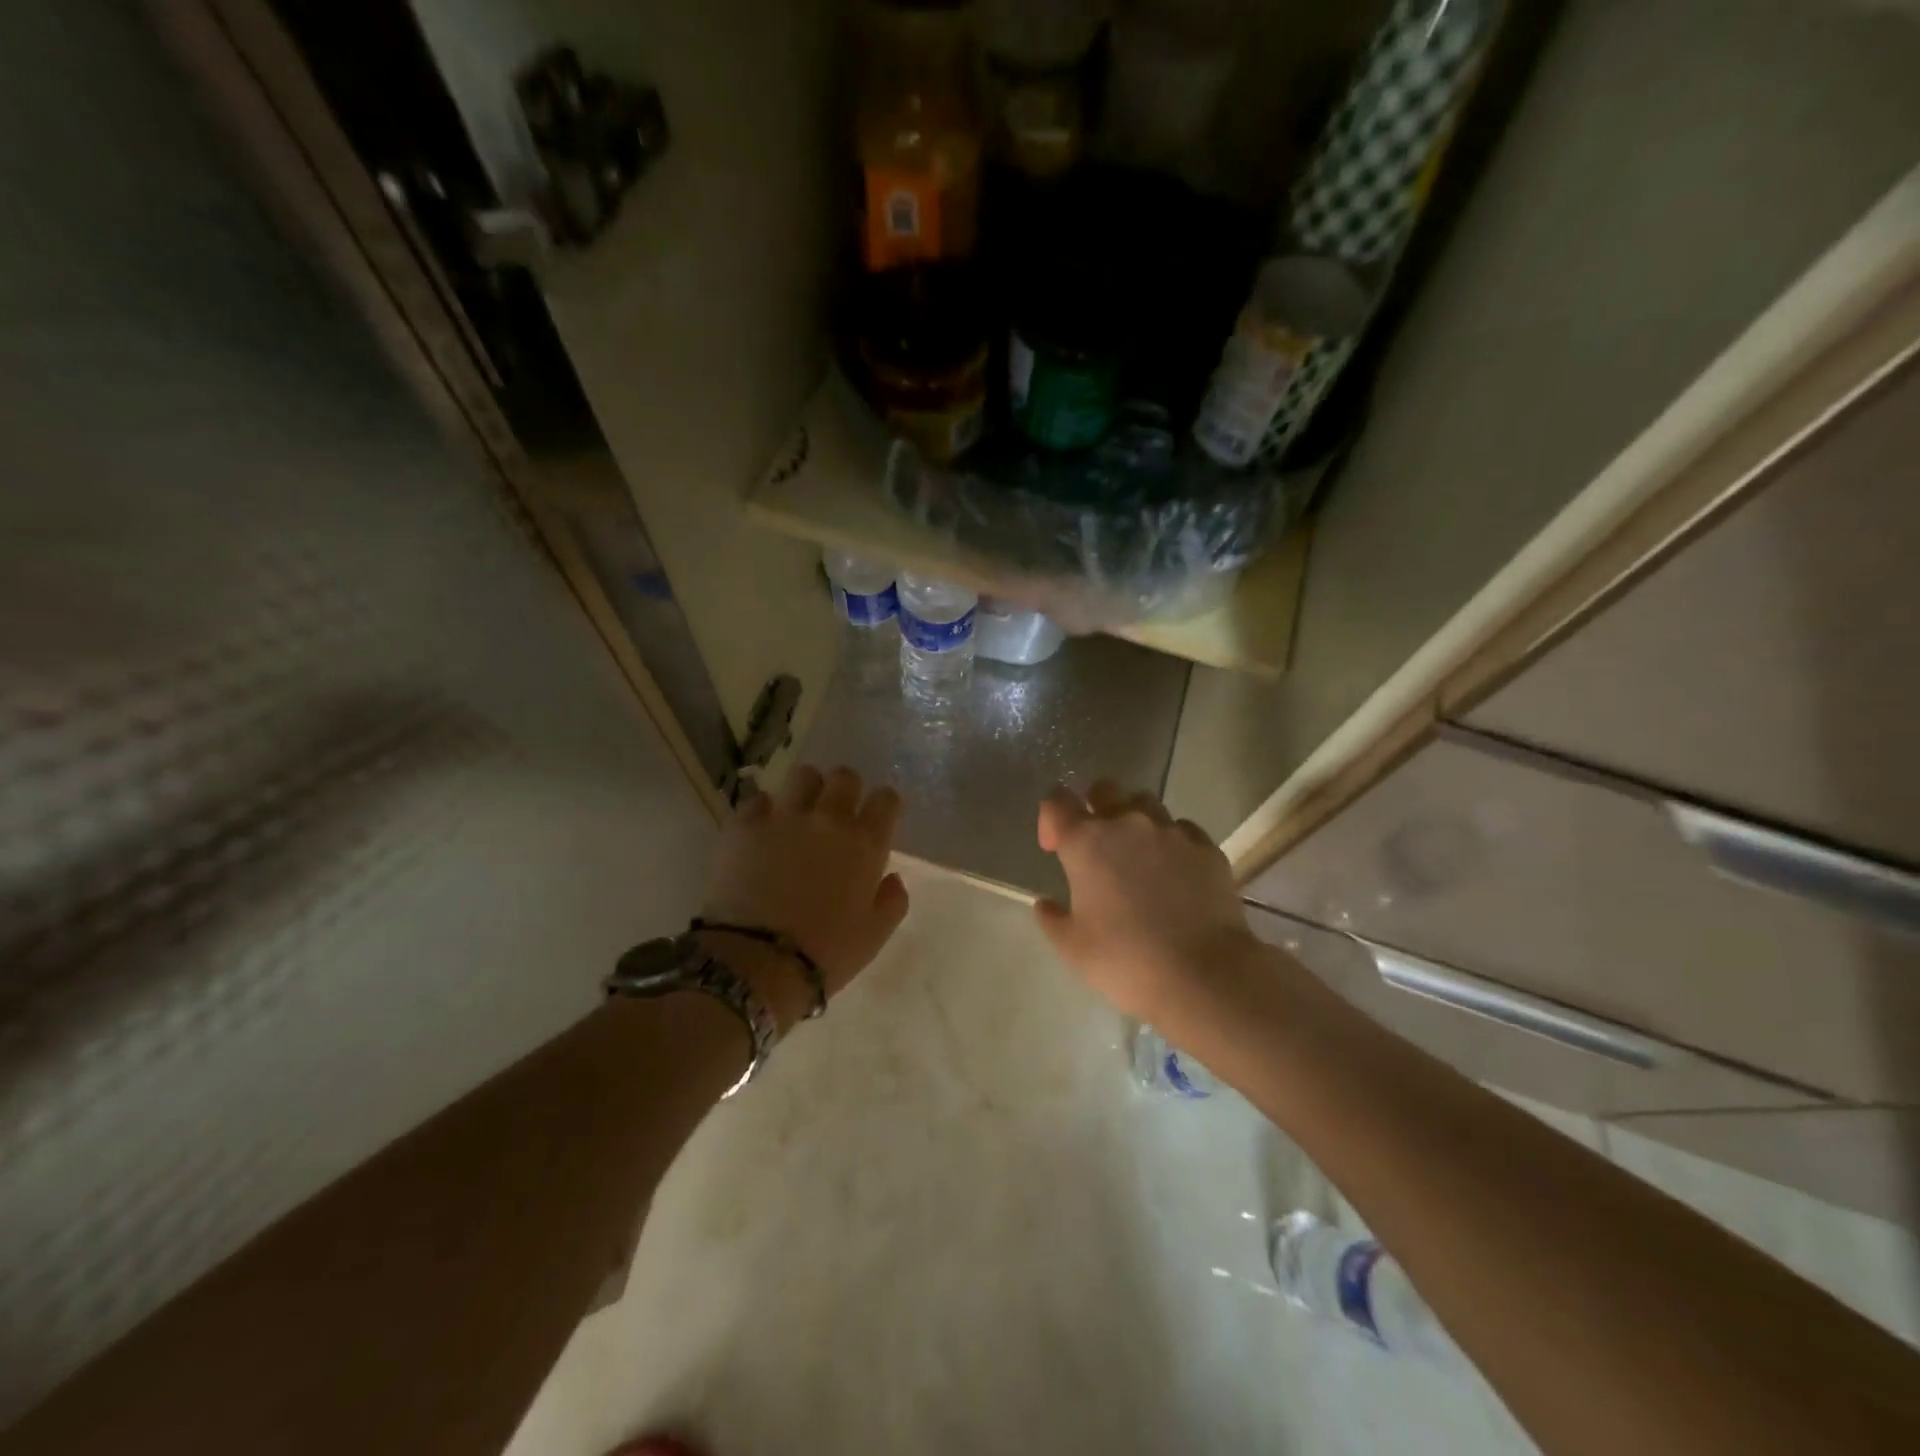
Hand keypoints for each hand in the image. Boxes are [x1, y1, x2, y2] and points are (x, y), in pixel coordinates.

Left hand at [700, 765, 909, 1028]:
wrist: (755, 962)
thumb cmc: (824, 954)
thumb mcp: (874, 936)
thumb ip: (892, 901)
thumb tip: (892, 878)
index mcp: (865, 843)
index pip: (886, 799)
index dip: (884, 806)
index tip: (878, 820)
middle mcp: (828, 819)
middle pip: (845, 777)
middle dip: (846, 791)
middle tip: (837, 816)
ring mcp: (783, 817)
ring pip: (803, 776)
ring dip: (807, 791)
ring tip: (799, 814)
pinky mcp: (743, 825)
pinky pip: (758, 799)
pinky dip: (764, 810)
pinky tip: (762, 831)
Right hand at [1034, 781, 1256, 1020]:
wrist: (1203, 974)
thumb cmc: (1126, 960)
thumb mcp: (1073, 948)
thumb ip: (1052, 919)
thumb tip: (1045, 904)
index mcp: (1086, 842)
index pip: (1056, 801)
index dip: (1050, 819)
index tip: (1054, 848)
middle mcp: (1127, 824)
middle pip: (1104, 789)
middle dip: (1094, 807)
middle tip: (1097, 844)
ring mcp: (1171, 832)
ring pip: (1146, 803)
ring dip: (1134, 820)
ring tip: (1138, 854)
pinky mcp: (1206, 847)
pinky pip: (1182, 829)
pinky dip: (1172, 841)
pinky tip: (1175, 871)